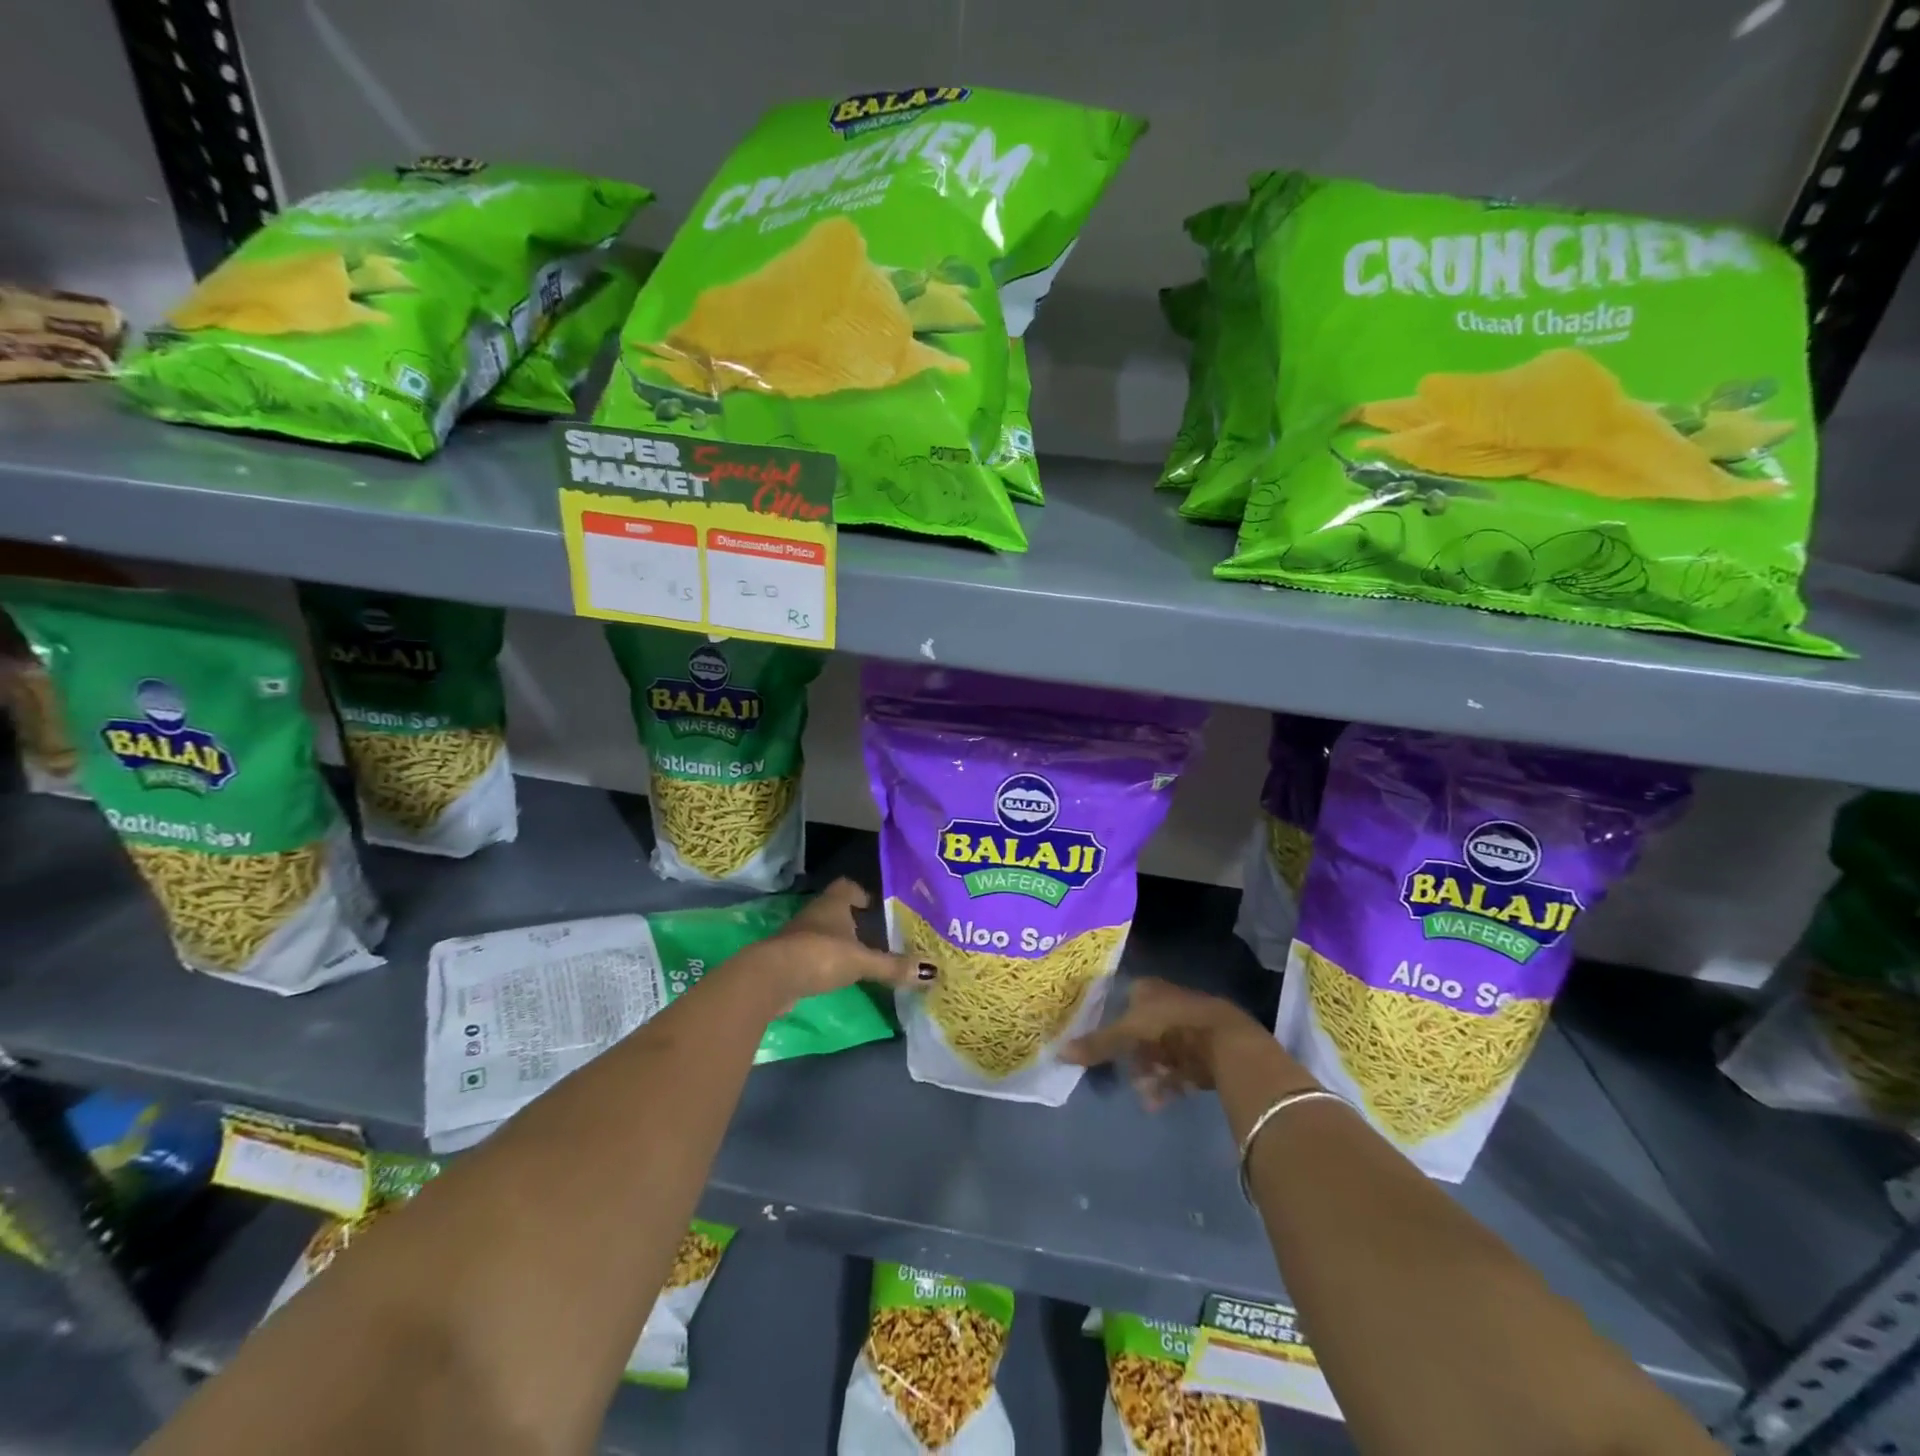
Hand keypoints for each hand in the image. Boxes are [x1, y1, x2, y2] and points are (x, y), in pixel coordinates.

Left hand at [734, 879, 933, 1012]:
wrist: (771, 978)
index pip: (849, 887)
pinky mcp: (790, 959)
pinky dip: (828, 960)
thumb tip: (932, 971)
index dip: (864, 893)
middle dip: (856, 919)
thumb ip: (893, 966)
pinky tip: (841, 973)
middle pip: (838, 910)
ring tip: (865, 954)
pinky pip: (815, 953)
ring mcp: (799, 936)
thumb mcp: (861, 961)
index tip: (879, 905)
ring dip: (841, 940)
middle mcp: (815, 914)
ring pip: (826, 932)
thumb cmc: (820, 955)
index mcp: (833, 903)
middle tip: (880, 932)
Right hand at [1062, 978, 1301, 1108]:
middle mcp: (1168, 1003)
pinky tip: (1159, 1103)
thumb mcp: (1128, 1033)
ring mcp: (1188, 1027)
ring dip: (1150, 1074)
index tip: (1100, 1041)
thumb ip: (1097, 1044)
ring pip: (1161, 1052)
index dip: (1112, 1018)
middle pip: (1142, 1030)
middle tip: (1125, 1075)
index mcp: (1149, 990)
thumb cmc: (1171, 1026)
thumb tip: (1058, 1052)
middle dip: (1133, 1056)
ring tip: (1145, 1096)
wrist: (1225, 1042)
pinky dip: (1169, 1085)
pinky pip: (1180, 1069)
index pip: (1125, 999)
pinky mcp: (1206, 1051)